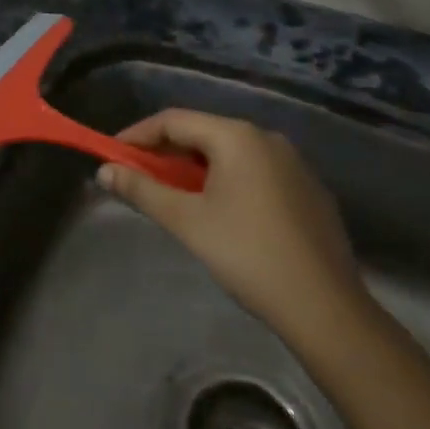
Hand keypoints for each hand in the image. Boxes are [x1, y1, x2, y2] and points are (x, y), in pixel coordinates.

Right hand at [98, 109, 367, 356]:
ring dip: (195, 168)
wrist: (325, 308)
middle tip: (138, 177)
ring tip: (173, 195)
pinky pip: (255, 171)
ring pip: (230, 153)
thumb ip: (142, 189)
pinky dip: (226, 180)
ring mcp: (293, 163)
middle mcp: (267, 137)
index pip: (174, 120)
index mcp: (237, 136)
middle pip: (203, 133)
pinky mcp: (308, 190)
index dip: (138, 135)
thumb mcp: (186, 221)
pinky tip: (220, 212)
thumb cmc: (247, 255)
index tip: (112, 156)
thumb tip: (104, 171)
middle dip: (165, 152)